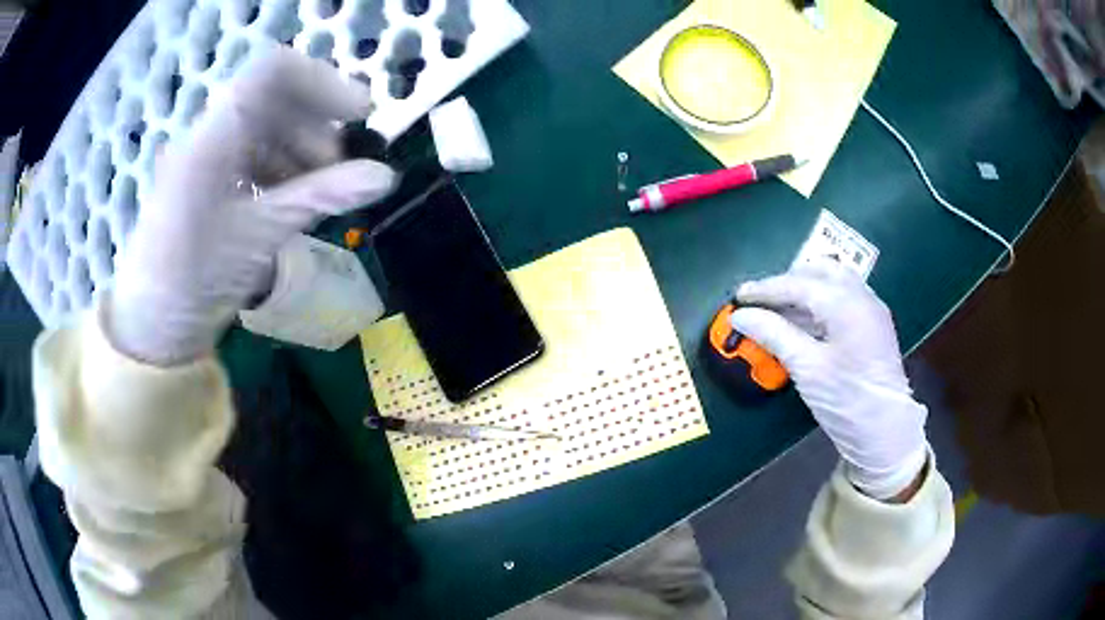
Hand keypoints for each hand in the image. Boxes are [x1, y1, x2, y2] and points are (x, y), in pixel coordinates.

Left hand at [107, 47, 397, 365]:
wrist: (154, 323)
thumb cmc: (196, 280)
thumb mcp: (262, 236)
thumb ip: (323, 196)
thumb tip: (386, 177)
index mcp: (215, 137)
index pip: (275, 71)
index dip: (323, 82)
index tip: (360, 114)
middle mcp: (210, 133)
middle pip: (276, 98)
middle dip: (317, 125)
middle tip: (340, 170)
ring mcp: (206, 154)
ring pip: (267, 126)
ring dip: (301, 148)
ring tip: (317, 191)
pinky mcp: (206, 175)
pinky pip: (252, 151)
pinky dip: (280, 166)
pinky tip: (289, 199)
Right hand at [730, 263, 928, 500]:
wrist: (886, 432)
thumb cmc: (846, 401)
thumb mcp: (806, 369)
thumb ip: (773, 334)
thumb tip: (740, 315)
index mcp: (846, 303)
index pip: (798, 284)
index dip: (766, 289)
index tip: (738, 297)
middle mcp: (862, 296)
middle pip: (820, 271)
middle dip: (788, 281)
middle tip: (762, 301)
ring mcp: (872, 308)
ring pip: (834, 280)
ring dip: (805, 288)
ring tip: (780, 309)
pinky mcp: (875, 323)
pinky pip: (844, 295)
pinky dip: (821, 299)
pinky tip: (806, 320)